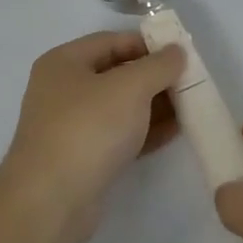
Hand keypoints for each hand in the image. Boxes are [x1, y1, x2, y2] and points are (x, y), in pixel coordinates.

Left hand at [0, 31, 185, 242]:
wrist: (51, 201)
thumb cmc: (88, 128)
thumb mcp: (130, 87)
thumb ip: (158, 65)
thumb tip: (177, 51)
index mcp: (64, 62)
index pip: (112, 41)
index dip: (148, 44)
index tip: (181, 54)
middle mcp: (63, 89)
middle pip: (117, 74)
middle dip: (155, 77)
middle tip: (191, 82)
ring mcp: (71, 126)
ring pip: (120, 107)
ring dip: (154, 105)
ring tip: (191, 107)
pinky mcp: (83, 158)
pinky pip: (119, 135)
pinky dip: (145, 131)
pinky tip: (175, 131)